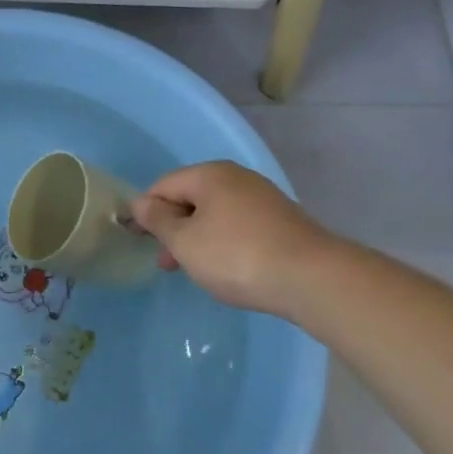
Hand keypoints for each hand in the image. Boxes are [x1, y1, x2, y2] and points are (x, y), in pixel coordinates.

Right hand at [131, 162, 333, 316]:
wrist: (313, 278)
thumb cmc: (237, 256)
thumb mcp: (185, 242)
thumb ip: (158, 220)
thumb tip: (140, 202)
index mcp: (209, 174)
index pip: (163, 185)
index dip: (145, 212)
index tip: (139, 242)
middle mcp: (236, 177)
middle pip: (190, 197)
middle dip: (173, 228)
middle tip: (166, 263)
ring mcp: (262, 197)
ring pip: (215, 213)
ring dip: (197, 238)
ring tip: (195, 270)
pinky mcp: (281, 220)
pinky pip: (238, 224)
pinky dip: (223, 242)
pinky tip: (227, 267)